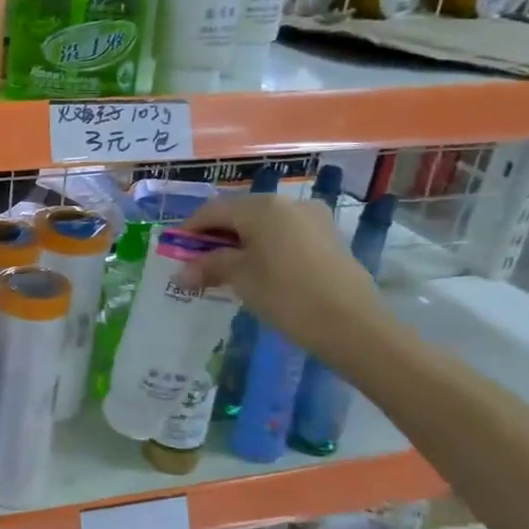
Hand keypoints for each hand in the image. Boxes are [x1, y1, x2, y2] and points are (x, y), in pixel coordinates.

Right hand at [179, 194, 392, 366]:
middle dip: (215, 236)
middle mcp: (288, 203)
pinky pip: (284, 235)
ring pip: (263, 224)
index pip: (213, 210)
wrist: (353, 325)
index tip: (175, 251)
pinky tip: (258, 271)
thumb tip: (181, 273)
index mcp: (262, 206)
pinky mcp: (328, 238)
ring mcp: (312, 219)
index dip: (190, 229)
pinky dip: (264, 247)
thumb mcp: (240, 278)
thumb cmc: (287, 295)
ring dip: (240, 242)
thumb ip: (209, 267)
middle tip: (198, 262)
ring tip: (226, 270)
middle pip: (239, 213)